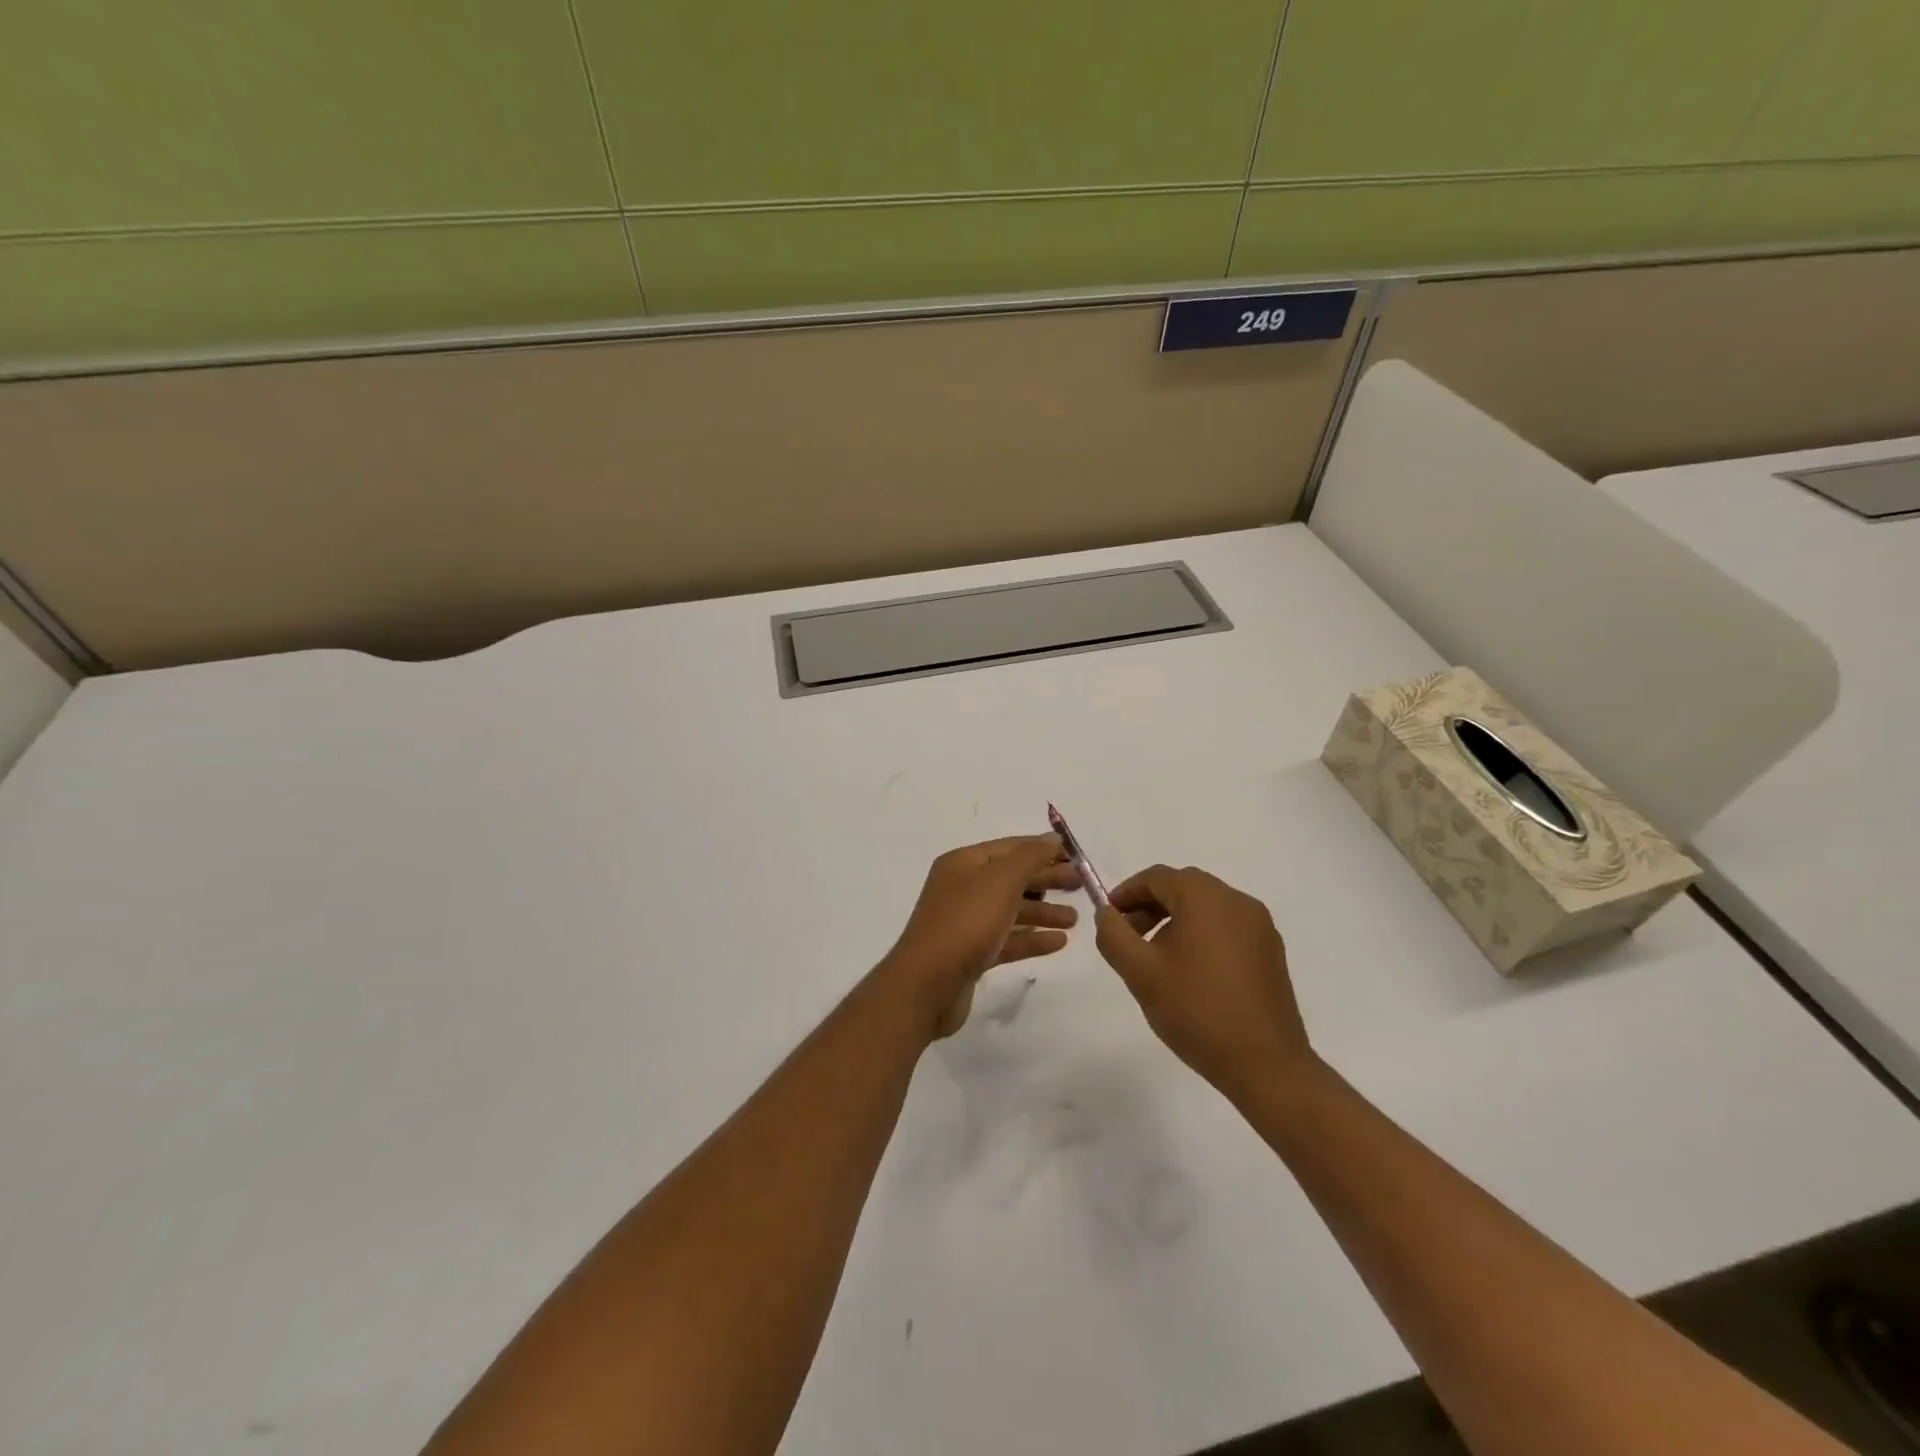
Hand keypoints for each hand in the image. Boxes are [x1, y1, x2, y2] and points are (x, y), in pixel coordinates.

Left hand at [885, 834, 1080, 1037]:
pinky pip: (1007, 940)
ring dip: (1043, 911)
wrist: (927, 985)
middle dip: (1046, 879)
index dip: (1042, 849)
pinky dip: (1031, 939)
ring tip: (1074, 919)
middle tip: (1081, 885)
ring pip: (1011, 910)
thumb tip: (1052, 838)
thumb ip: (1030, 857)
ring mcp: (965, 923)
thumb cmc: (965, 923)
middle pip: (1012, 878)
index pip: (1010, 848)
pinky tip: (1059, 942)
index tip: (1076, 856)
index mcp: (963, 864)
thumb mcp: (1001, 881)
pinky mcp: (971, 954)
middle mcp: (962, 888)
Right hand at [1094, 865, 1313, 1102]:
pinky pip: (1227, 927)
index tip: (1109, 918)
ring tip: (1157, 959)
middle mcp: (1237, 901)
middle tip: (1129, 938)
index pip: (1157, 877)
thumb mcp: (1140, 972)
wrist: (1266, 1065)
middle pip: (1183, 888)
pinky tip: (1191, 972)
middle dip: (1150, 906)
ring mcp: (1260, 926)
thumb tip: (1106, 913)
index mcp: (1206, 898)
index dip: (1127, 892)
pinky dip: (1202, 934)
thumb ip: (1114, 935)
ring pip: (1206, 907)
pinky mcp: (1271, 951)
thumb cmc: (1196, 1011)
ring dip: (1175, 920)